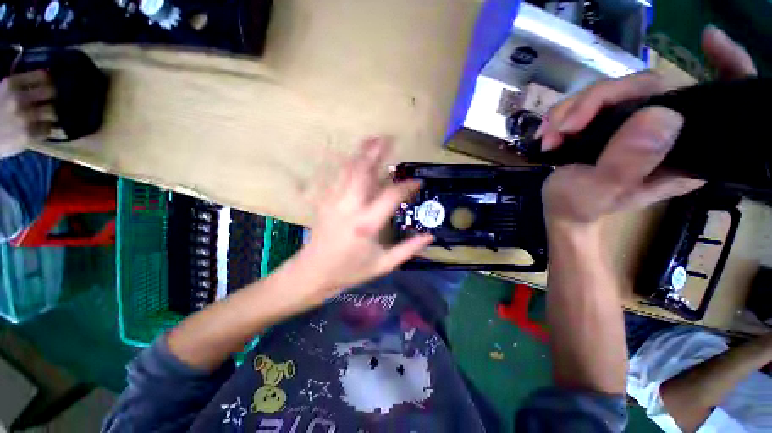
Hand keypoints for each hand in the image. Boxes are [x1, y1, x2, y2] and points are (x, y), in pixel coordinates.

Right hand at [0, 70, 56, 158]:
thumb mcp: (4, 91)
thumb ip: (22, 86)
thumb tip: (46, 82)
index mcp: (11, 84)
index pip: (43, 77)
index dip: (51, 82)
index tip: (52, 86)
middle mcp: (19, 99)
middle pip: (52, 93)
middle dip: (55, 98)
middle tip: (55, 102)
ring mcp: (24, 118)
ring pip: (54, 113)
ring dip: (54, 115)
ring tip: (50, 117)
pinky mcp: (28, 135)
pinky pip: (48, 130)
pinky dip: (48, 129)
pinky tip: (42, 129)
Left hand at [290, 137, 433, 306]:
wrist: (313, 274)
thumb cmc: (350, 271)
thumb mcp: (383, 265)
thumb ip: (408, 250)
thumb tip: (430, 236)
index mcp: (366, 225)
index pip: (391, 196)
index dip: (407, 186)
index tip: (418, 182)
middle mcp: (349, 208)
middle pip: (363, 172)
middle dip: (376, 153)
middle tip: (388, 139)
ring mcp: (333, 202)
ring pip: (347, 170)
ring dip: (361, 154)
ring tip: (372, 140)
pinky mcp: (324, 202)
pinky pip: (336, 177)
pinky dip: (346, 164)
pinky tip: (353, 158)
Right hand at [539, 25, 754, 225]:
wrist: (559, 208)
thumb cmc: (578, 206)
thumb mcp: (600, 191)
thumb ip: (628, 162)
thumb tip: (663, 115)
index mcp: (681, 154)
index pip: (713, 102)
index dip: (725, 67)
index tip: (709, 40)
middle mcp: (667, 132)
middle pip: (645, 87)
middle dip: (595, 102)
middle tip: (562, 129)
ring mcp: (637, 124)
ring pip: (611, 91)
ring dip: (570, 111)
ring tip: (549, 138)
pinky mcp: (613, 121)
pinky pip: (591, 101)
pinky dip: (563, 114)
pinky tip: (550, 134)